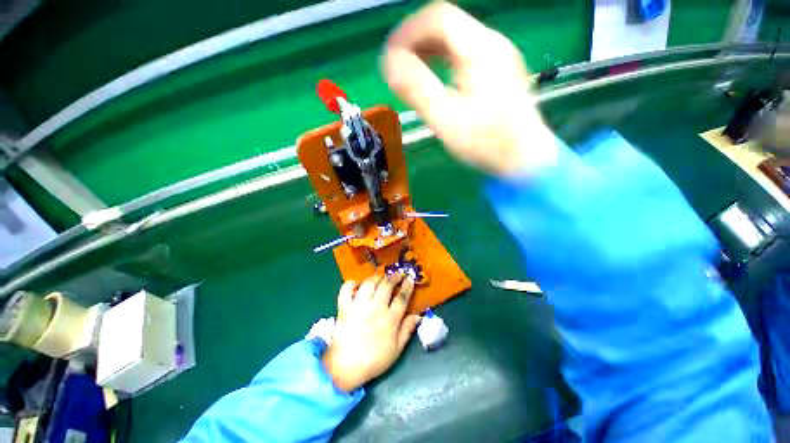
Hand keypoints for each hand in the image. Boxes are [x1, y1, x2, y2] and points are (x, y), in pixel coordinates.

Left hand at [322, 274, 421, 391]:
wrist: (345, 368)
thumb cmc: (374, 360)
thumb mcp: (396, 349)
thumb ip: (407, 330)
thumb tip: (418, 315)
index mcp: (390, 319)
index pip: (402, 297)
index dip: (407, 285)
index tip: (410, 277)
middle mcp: (375, 308)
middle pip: (386, 285)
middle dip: (394, 276)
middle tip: (398, 274)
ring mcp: (359, 306)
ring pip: (370, 283)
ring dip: (377, 277)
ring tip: (381, 276)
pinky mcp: (344, 307)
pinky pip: (347, 289)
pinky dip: (352, 283)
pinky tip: (358, 284)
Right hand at [382, 2, 557, 177]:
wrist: (524, 159)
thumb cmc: (487, 143)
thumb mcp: (446, 119)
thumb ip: (417, 89)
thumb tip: (389, 63)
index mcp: (481, 49)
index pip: (438, 18)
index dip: (408, 32)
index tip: (390, 57)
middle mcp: (492, 44)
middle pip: (446, 26)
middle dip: (416, 42)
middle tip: (397, 67)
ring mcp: (498, 58)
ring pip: (455, 41)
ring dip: (428, 52)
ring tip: (411, 74)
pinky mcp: (498, 73)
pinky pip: (464, 56)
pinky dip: (442, 63)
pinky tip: (434, 80)